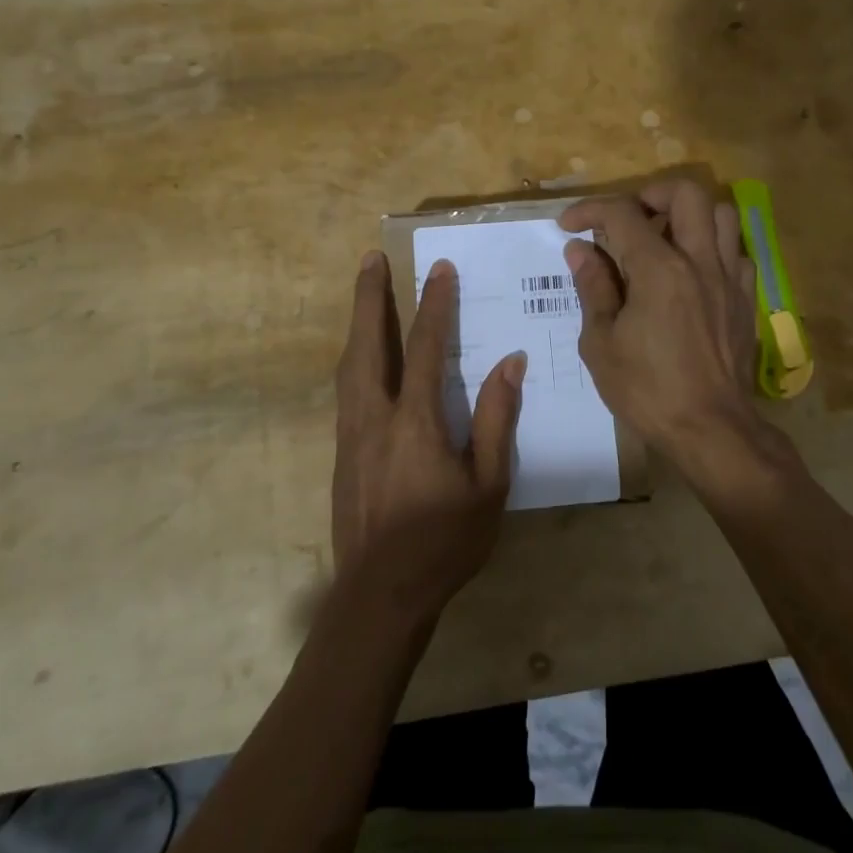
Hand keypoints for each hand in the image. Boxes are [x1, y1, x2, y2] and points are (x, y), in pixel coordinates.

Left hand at [331, 252, 523, 626]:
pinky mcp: (342, 453)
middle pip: (367, 343)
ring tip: (363, 293)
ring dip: (358, 323)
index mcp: (415, 422)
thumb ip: (497, 420)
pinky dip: (355, 359)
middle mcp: (374, 417)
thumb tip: (510, 363)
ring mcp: (351, 435)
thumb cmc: (444, 541)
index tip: (440, 269)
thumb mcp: (488, 485)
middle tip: (370, 258)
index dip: (434, 305)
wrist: (381, 595)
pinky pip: (346, 390)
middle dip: (369, 297)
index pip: (424, 348)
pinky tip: (363, 358)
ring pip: (349, 365)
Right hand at [559, 180, 766, 472]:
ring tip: (664, 239)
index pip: (622, 214)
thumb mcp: (601, 343)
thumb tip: (580, 250)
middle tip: (628, 221)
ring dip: (689, 215)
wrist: (711, 429)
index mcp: (659, 270)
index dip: (589, 210)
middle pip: (685, 193)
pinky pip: (736, 251)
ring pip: (721, 214)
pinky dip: (713, 247)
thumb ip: (593, 288)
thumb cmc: (647, 390)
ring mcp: (729, 278)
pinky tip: (693, 272)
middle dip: (650, 195)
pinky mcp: (746, 298)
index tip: (569, 225)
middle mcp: (700, 261)